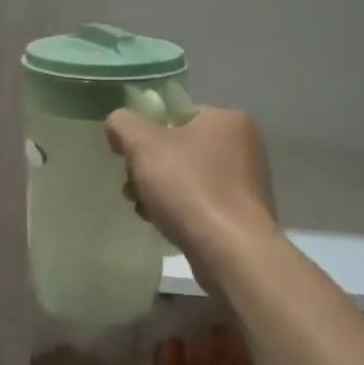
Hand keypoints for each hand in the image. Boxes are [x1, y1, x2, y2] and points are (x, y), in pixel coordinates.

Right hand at [105, 105, 275, 291]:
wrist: (230, 250)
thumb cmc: (188, 188)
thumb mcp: (143, 145)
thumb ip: (123, 124)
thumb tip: (118, 124)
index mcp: (227, 120)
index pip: (174, 114)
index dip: (144, 133)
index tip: (127, 157)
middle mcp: (243, 145)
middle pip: (177, 147)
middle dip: (148, 167)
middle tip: (133, 187)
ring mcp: (245, 181)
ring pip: (185, 176)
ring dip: (157, 190)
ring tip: (144, 209)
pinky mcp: (241, 213)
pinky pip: (200, 201)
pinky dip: (178, 208)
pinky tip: (163, 223)